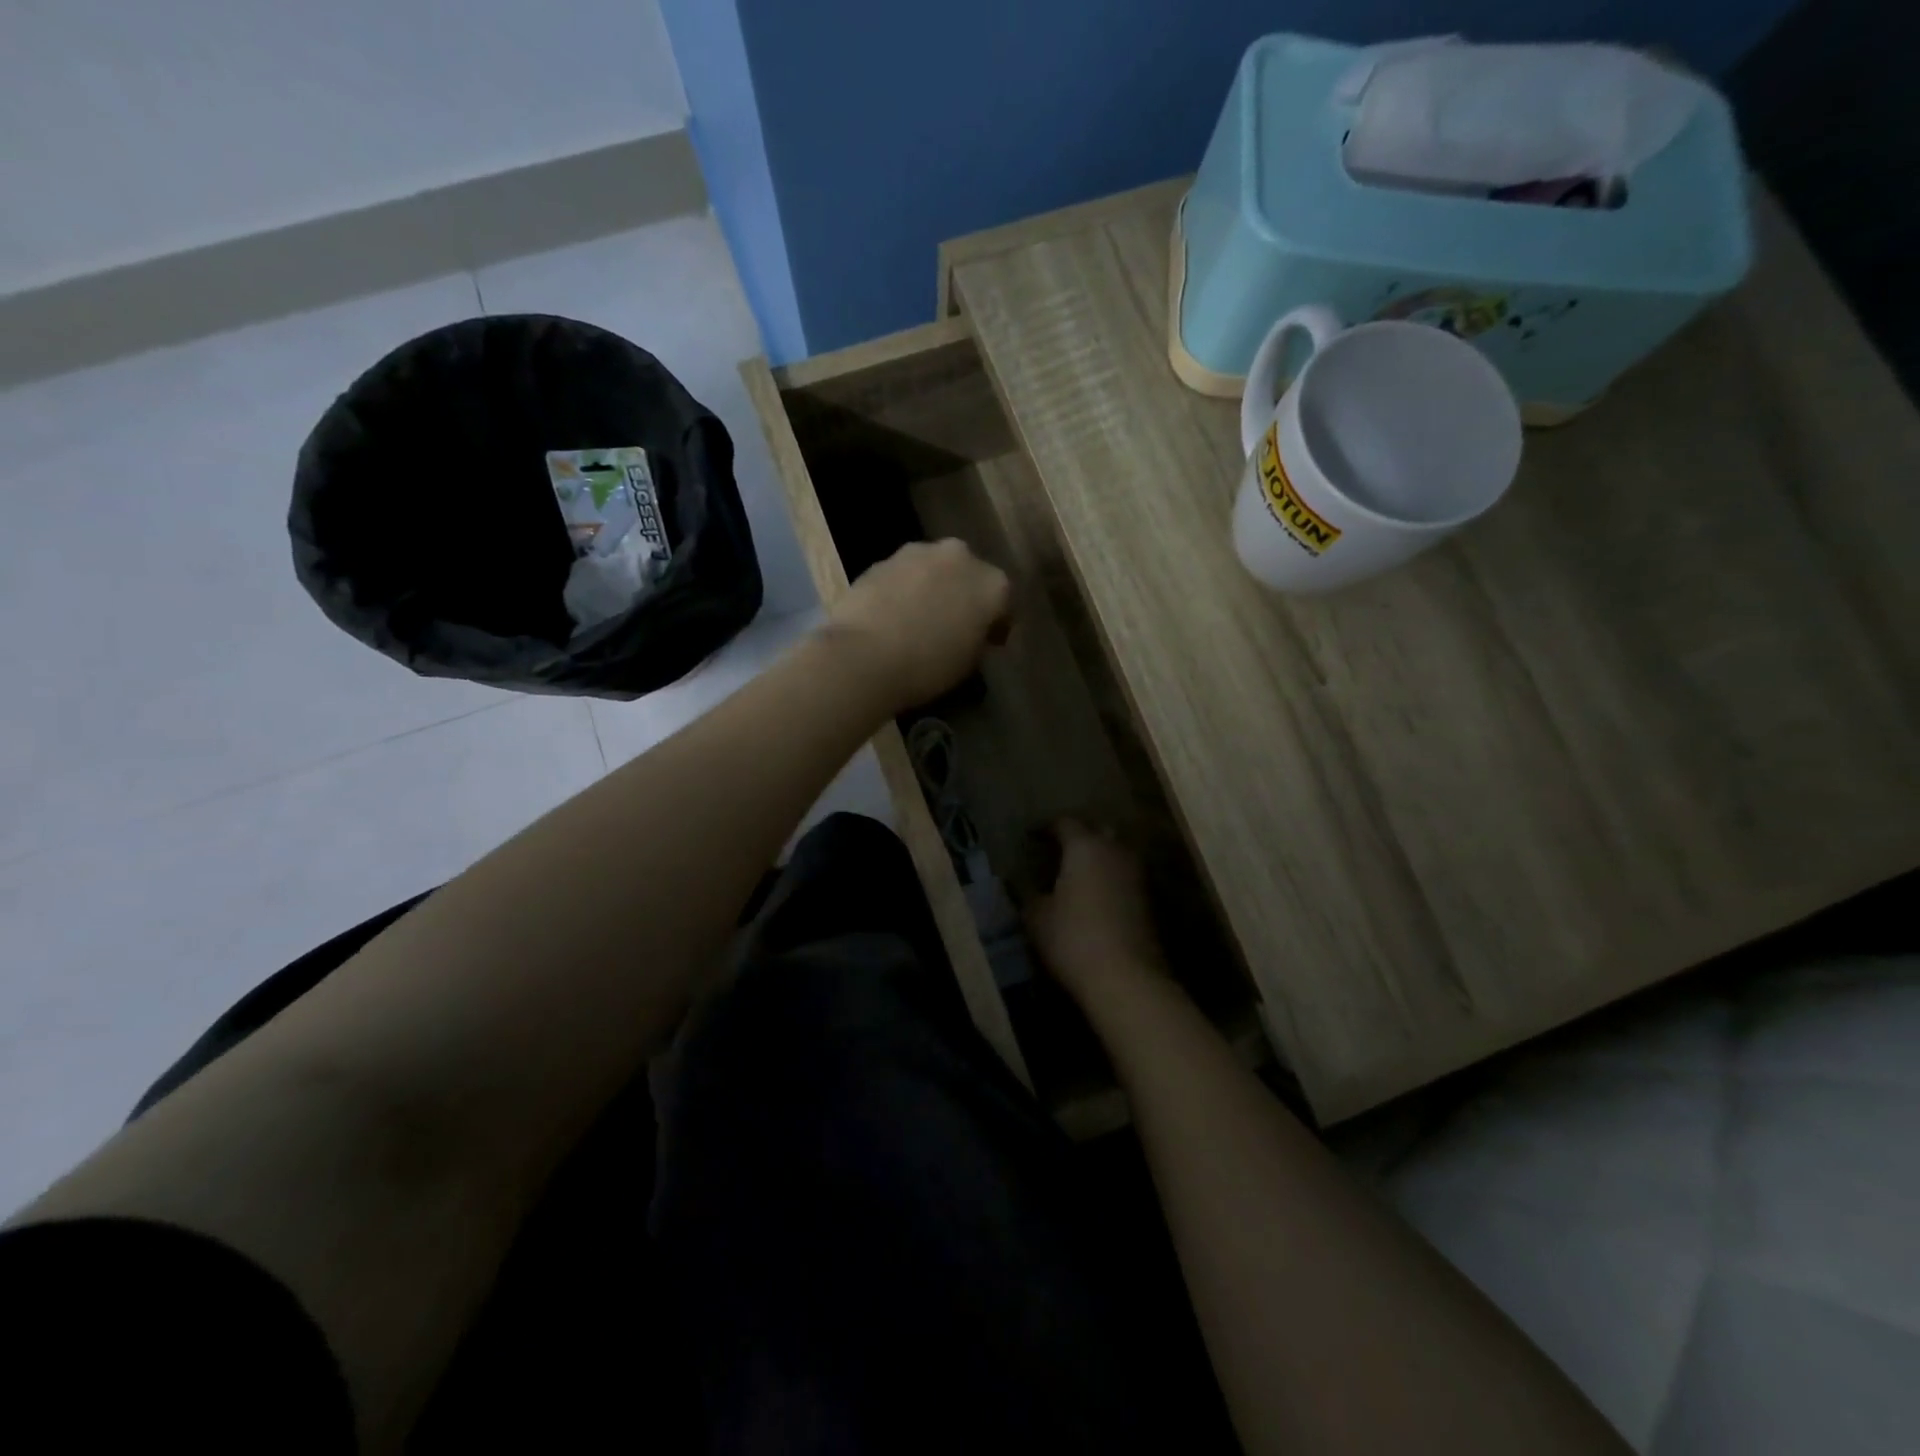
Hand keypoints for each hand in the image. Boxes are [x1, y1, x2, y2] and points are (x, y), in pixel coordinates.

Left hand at [825, 540, 1011, 712]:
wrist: (863, 656)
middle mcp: (960, 556)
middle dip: (964, 596)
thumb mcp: (968, 662)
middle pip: (969, 575)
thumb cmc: (928, 667)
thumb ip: (977, 638)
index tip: (989, 642)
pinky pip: (903, 575)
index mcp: (993, 584)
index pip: (1004, 603)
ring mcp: (919, 552)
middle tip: (954, 625)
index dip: (996, 624)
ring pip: (934, 570)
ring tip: (920, 619)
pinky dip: (904, 590)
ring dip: (933, 588)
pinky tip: (893, 616)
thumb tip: (970, 631)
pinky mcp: (882, 559)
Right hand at [1027, 820, 1169, 1006]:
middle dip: (1080, 835)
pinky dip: (1110, 879)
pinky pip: (1125, 877)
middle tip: (1059, 848)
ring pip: (1117, 853)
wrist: (1127, 979)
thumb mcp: (1037, 917)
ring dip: (1099, 857)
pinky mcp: (1149, 901)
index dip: (1046, 828)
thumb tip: (1022, 883)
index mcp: (1085, 846)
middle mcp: (1115, 851)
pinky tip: (1095, 896)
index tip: (1032, 837)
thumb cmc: (1073, 938)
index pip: (1065, 823)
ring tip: (1077, 873)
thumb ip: (1028, 894)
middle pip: (1098, 830)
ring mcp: (1137, 875)